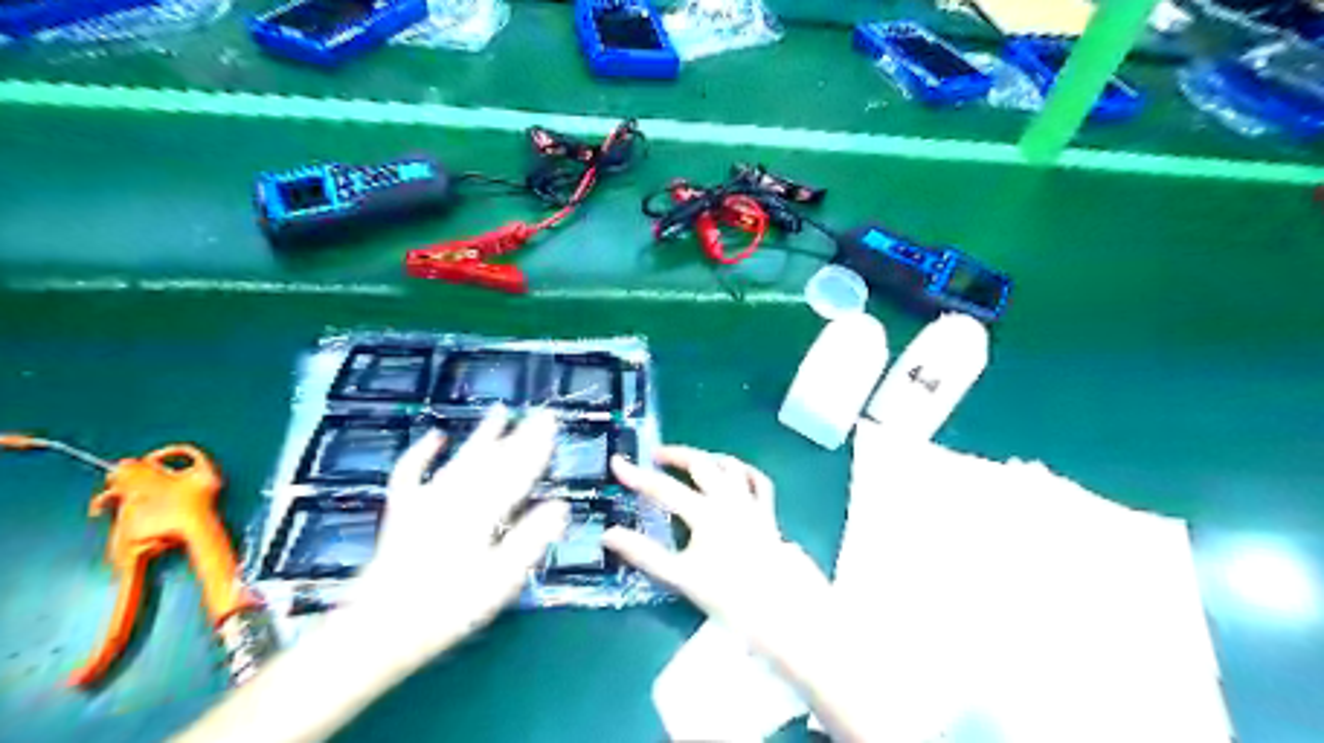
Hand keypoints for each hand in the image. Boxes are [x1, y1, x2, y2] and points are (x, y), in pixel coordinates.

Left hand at [337, 410, 564, 658]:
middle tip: (540, 414)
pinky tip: (436, 437)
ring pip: (461, 459)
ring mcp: (426, 501)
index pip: (517, 473)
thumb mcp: (499, 581)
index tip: (553, 425)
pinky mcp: (404, 511)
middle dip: (519, 436)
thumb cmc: (447, 608)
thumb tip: (560, 506)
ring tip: (500, 412)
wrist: (378, 629)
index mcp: (482, 512)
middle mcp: (455, 497)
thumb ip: (529, 539)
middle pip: (493, 460)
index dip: (537, 448)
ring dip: (482, 436)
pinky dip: (422, 453)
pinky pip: (411, 473)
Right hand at [607, 448, 829, 649]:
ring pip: (730, 466)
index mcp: (704, 513)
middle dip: (676, 455)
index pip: (663, 488)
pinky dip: (744, 472)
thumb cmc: (727, 595)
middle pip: (700, 464)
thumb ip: (644, 554)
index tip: (617, 462)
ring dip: (708, 458)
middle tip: (656, 456)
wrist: (780, 608)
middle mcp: (728, 500)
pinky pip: (759, 482)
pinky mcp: (768, 514)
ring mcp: (751, 504)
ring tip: (692, 461)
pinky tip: (735, 472)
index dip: (637, 475)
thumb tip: (609, 534)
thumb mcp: (679, 577)